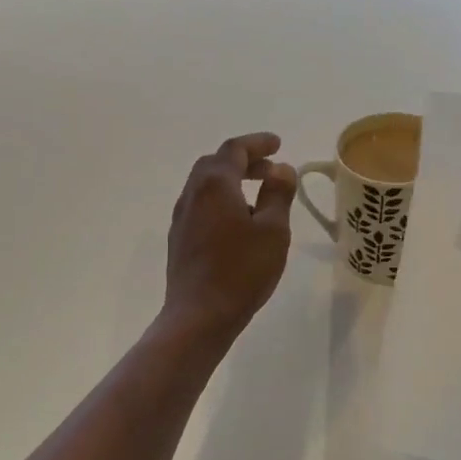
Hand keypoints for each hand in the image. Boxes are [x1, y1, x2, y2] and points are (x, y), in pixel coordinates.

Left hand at [162, 133, 297, 342]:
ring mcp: (181, 217)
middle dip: (244, 160)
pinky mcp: (179, 239)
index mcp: (215, 184)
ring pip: (205, 185)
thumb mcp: (273, 230)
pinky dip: (221, 199)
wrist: (198, 316)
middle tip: (270, 169)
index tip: (278, 144)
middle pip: (215, 163)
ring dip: (231, 180)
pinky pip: (201, 205)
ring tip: (258, 195)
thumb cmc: (241, 270)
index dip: (257, 144)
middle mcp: (193, 194)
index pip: (235, 150)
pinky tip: (238, 222)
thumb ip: (278, 194)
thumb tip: (281, 169)